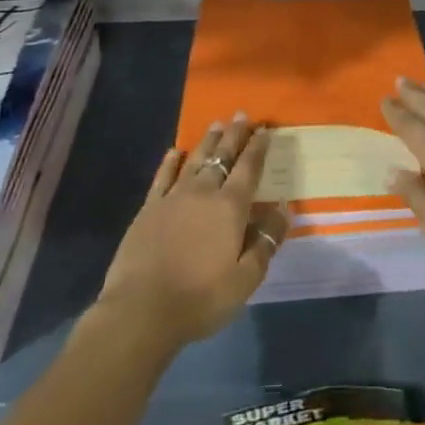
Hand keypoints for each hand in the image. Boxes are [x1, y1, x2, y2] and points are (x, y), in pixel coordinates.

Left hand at [95, 117, 289, 350]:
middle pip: (222, 156)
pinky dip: (170, 162)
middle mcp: (203, 192)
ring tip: (215, 124)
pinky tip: (175, 152)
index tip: (264, 129)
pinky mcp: (148, 209)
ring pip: (194, 160)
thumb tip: (283, 210)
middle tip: (240, 114)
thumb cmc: (201, 298)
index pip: (248, 168)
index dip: (257, 147)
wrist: (141, 310)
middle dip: (234, 135)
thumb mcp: (246, 278)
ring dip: (207, 142)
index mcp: (230, 207)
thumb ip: (266, 242)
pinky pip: (162, 177)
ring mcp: (173, 198)